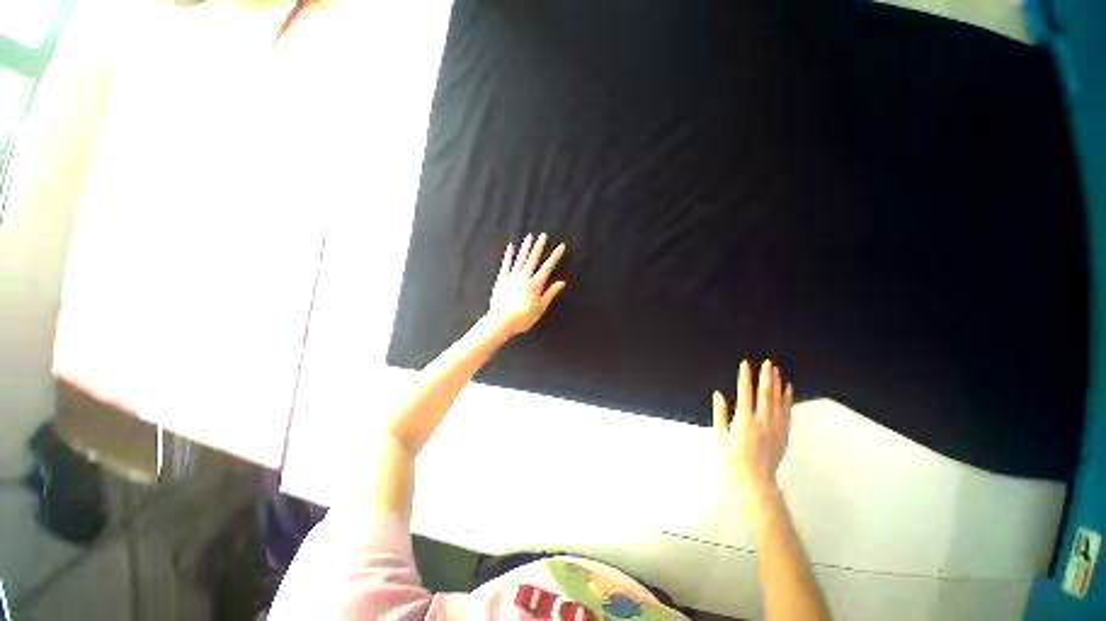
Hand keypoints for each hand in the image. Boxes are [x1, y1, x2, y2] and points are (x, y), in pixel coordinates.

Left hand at [488, 233, 566, 335]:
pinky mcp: (501, 280)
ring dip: (525, 247)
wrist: (501, 321)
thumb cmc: (523, 318)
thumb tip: (562, 282)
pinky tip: (511, 246)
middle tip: (543, 235)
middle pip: (533, 259)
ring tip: (530, 236)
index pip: (547, 267)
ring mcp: (512, 277)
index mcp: (535, 285)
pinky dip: (508, 255)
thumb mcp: (540, 308)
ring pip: (520, 259)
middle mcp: (524, 278)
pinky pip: (506, 265)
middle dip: (539, 247)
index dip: (555, 256)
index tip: (561, 246)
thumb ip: (550, 293)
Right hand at [713, 360, 792, 521]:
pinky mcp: (783, 434)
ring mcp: (775, 428)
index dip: (745, 377)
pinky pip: (787, 413)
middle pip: (765, 394)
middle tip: (767, 363)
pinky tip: (788, 390)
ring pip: (778, 401)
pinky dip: (787, 400)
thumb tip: (718, 394)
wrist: (754, 482)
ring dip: (777, 384)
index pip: (744, 393)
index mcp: (744, 421)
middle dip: (766, 377)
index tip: (745, 364)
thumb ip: (720, 414)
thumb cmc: (732, 460)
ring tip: (777, 371)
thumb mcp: (720, 437)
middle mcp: (762, 422)